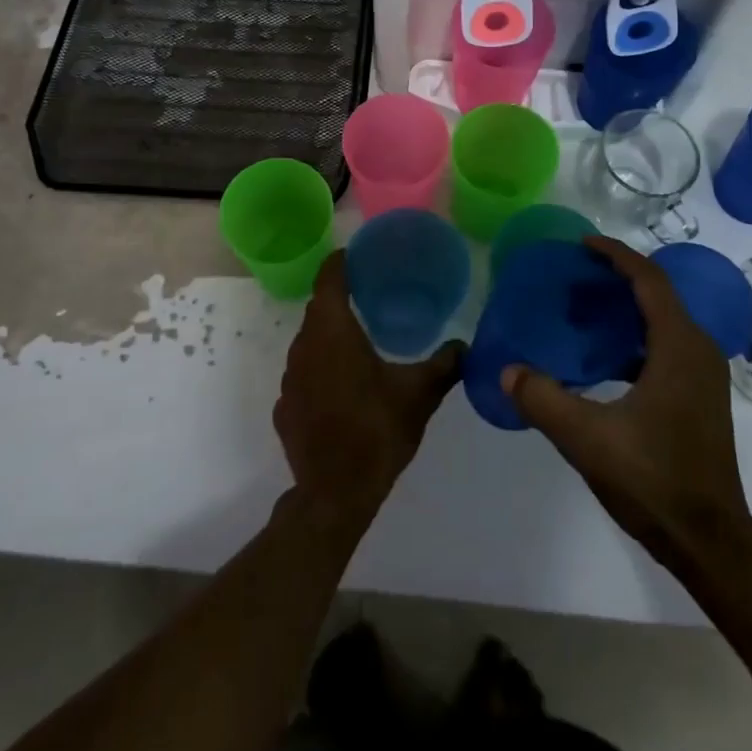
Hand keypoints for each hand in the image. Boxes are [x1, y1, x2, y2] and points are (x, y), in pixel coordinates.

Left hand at [275, 252, 463, 529]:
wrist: (334, 495)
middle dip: (340, 296)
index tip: (358, 255)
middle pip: (318, 308)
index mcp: (333, 331)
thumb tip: (467, 346)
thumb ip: (445, 365)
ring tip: (359, 339)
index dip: (341, 261)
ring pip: (309, 341)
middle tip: (370, 293)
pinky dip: (321, 369)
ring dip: (330, 336)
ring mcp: (289, 378)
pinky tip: (342, 387)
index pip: (329, 278)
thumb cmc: (377, 431)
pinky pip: (303, 374)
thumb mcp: (419, 395)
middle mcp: (304, 345)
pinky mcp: (284, 406)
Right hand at [502, 236, 751, 582]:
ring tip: (582, 310)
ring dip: (625, 308)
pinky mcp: (699, 398)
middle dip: (617, 277)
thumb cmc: (654, 482)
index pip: (649, 280)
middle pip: (658, 294)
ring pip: (663, 321)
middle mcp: (698, 351)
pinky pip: (665, 346)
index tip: (581, 244)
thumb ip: (542, 399)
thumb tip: (506, 370)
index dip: (616, 255)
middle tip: (573, 276)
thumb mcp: (587, 439)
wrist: (710, 542)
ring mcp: (703, 376)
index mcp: (679, 348)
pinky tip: (602, 357)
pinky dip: (634, 336)